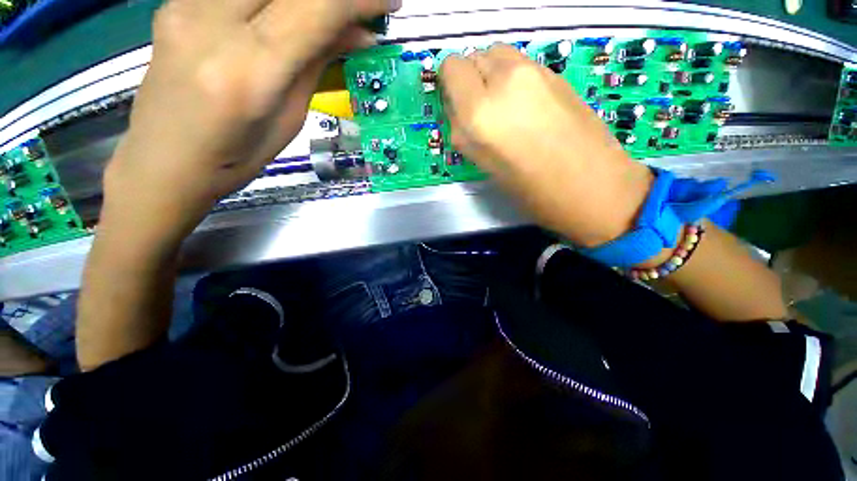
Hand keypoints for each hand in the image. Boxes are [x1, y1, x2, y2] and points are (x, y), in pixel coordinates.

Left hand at [102, 0, 398, 254]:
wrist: (164, 161)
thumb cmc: (235, 158)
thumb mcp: (289, 119)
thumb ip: (317, 65)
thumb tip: (357, 36)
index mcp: (247, 71)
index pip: (313, 10)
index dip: (357, 0)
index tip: (388, 2)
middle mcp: (209, 23)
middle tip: (359, 8)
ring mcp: (185, 5)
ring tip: (328, 13)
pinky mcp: (177, 1)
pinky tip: (289, 12)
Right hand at [440, 44, 652, 246]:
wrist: (591, 185)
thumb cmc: (529, 187)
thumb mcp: (484, 165)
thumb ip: (463, 131)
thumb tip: (458, 109)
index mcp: (480, 111)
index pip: (451, 67)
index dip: (450, 83)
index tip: (456, 103)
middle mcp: (505, 80)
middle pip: (475, 56)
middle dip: (471, 80)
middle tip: (480, 110)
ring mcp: (535, 71)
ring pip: (499, 55)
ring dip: (492, 76)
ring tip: (504, 107)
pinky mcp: (557, 73)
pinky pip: (522, 63)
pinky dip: (513, 78)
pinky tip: (526, 106)